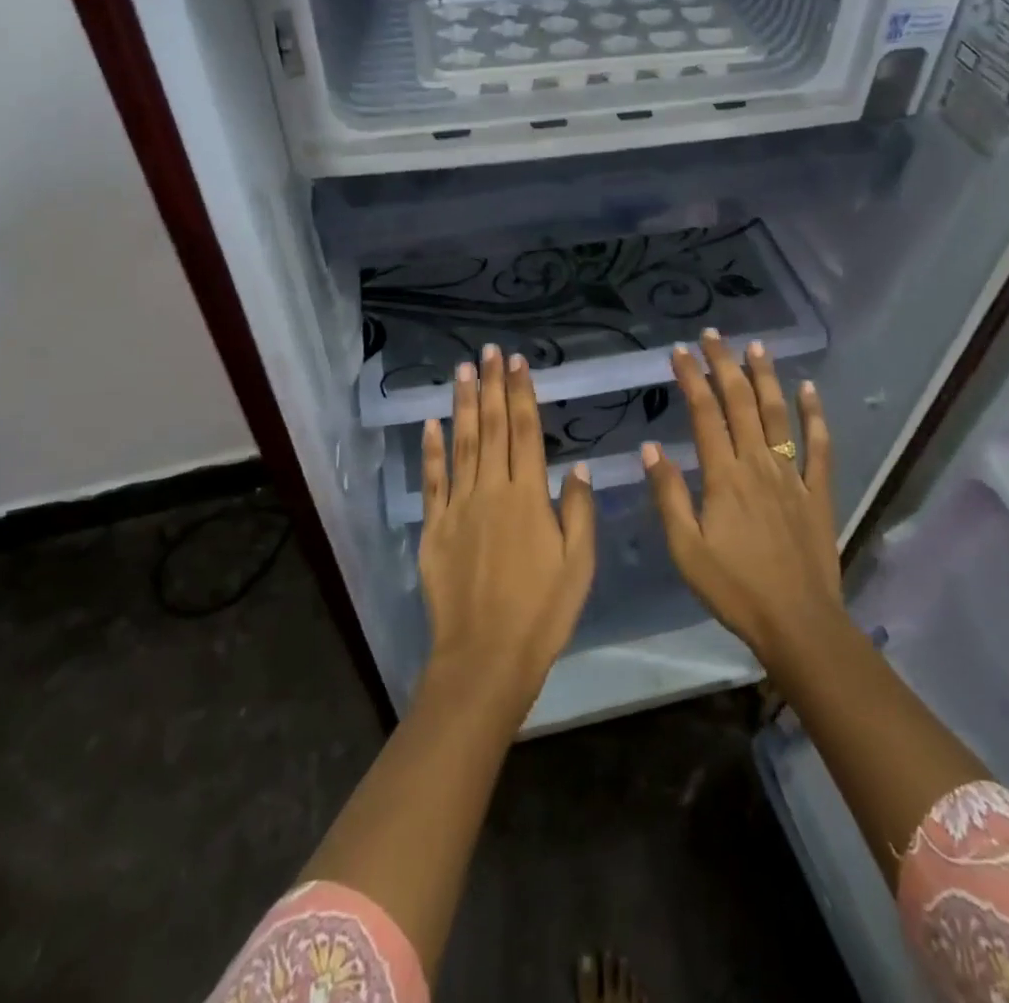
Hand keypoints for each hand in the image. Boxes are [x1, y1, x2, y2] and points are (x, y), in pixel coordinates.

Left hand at [418, 345, 596, 707]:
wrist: (485, 657)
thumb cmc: (542, 612)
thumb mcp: (578, 565)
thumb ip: (577, 511)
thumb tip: (578, 467)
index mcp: (528, 497)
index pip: (524, 432)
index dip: (521, 394)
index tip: (518, 363)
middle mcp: (491, 491)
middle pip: (491, 428)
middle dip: (491, 386)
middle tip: (490, 351)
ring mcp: (458, 507)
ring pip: (461, 444)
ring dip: (462, 405)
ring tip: (463, 371)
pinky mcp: (435, 528)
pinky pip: (432, 481)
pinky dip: (430, 450)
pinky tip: (430, 423)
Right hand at [642, 329, 842, 668]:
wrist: (798, 623)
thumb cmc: (734, 589)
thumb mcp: (686, 549)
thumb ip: (668, 496)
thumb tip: (651, 447)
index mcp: (723, 477)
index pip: (704, 414)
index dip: (691, 379)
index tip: (679, 351)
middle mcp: (758, 465)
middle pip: (740, 403)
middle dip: (724, 366)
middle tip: (714, 335)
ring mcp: (792, 476)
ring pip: (778, 415)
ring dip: (766, 378)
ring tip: (756, 347)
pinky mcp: (818, 492)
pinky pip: (819, 446)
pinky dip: (815, 415)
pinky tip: (809, 390)